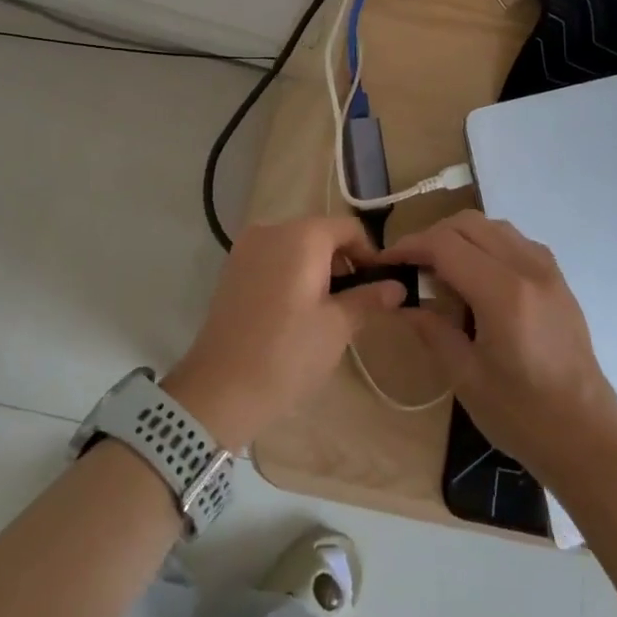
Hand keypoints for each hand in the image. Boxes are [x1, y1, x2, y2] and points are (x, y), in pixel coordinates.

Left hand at [166, 217, 404, 449]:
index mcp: (301, 236)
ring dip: (318, 269)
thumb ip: (368, 298)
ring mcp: (246, 248)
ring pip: (296, 246)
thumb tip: (396, 286)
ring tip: (327, 311)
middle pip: (320, 233)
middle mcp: (271, 230)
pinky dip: (292, 274)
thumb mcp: (337, 327)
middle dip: (343, 262)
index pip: (349, 228)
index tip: (379, 287)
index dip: (370, 254)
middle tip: (356, 303)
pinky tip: (296, 311)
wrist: (220, 389)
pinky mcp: (232, 269)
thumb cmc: (287, 353)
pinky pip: (273, 259)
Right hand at [382, 210, 616, 489]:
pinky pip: (516, 242)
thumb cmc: (523, 416)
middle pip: (469, 224)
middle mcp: (529, 269)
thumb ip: (431, 330)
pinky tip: (477, 278)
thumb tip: (401, 302)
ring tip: (441, 271)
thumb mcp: (465, 377)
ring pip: (494, 226)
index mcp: (503, 293)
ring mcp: (549, 272)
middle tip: (411, 267)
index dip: (409, 246)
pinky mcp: (559, 282)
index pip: (445, 245)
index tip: (385, 262)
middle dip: (432, 236)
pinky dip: (487, 245)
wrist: (589, 440)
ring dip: (461, 237)